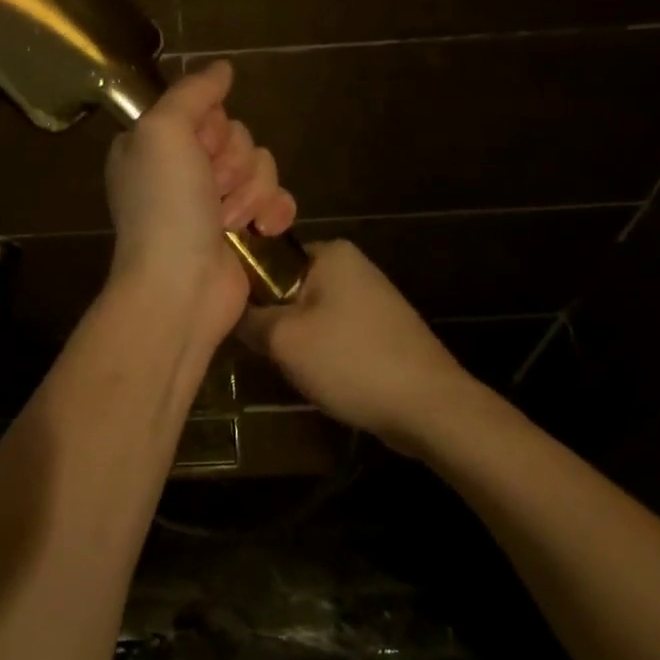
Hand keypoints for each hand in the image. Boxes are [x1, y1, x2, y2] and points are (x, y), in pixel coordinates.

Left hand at [105, 60, 297, 348]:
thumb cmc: (165, 207)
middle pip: (237, 136)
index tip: (200, 147)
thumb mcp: (163, 131)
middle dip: (233, 162)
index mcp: (155, 143)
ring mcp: (214, 201)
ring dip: (250, 191)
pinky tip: (262, 228)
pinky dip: (274, 211)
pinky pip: (277, 198)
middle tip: (211, 189)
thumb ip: (192, 92)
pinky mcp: (243, 228)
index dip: (212, 125)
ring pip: (261, 165)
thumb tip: (222, 68)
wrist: (180, 288)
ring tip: (228, 221)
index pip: (204, 108)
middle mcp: (182, 168)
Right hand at [238, 239, 474, 452]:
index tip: (232, 319)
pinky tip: (319, 378)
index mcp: (330, 251)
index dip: (245, 288)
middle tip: (261, 350)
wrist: (429, 407)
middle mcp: (352, 265)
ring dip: (296, 340)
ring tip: (288, 368)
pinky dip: (322, 353)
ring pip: (309, 314)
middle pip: (288, 288)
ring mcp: (370, 298)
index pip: (268, 257)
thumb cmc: (351, 361)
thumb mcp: (283, 340)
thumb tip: (229, 310)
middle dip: (273, 319)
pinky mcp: (381, 329)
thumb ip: (248, 319)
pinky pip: (334, 333)